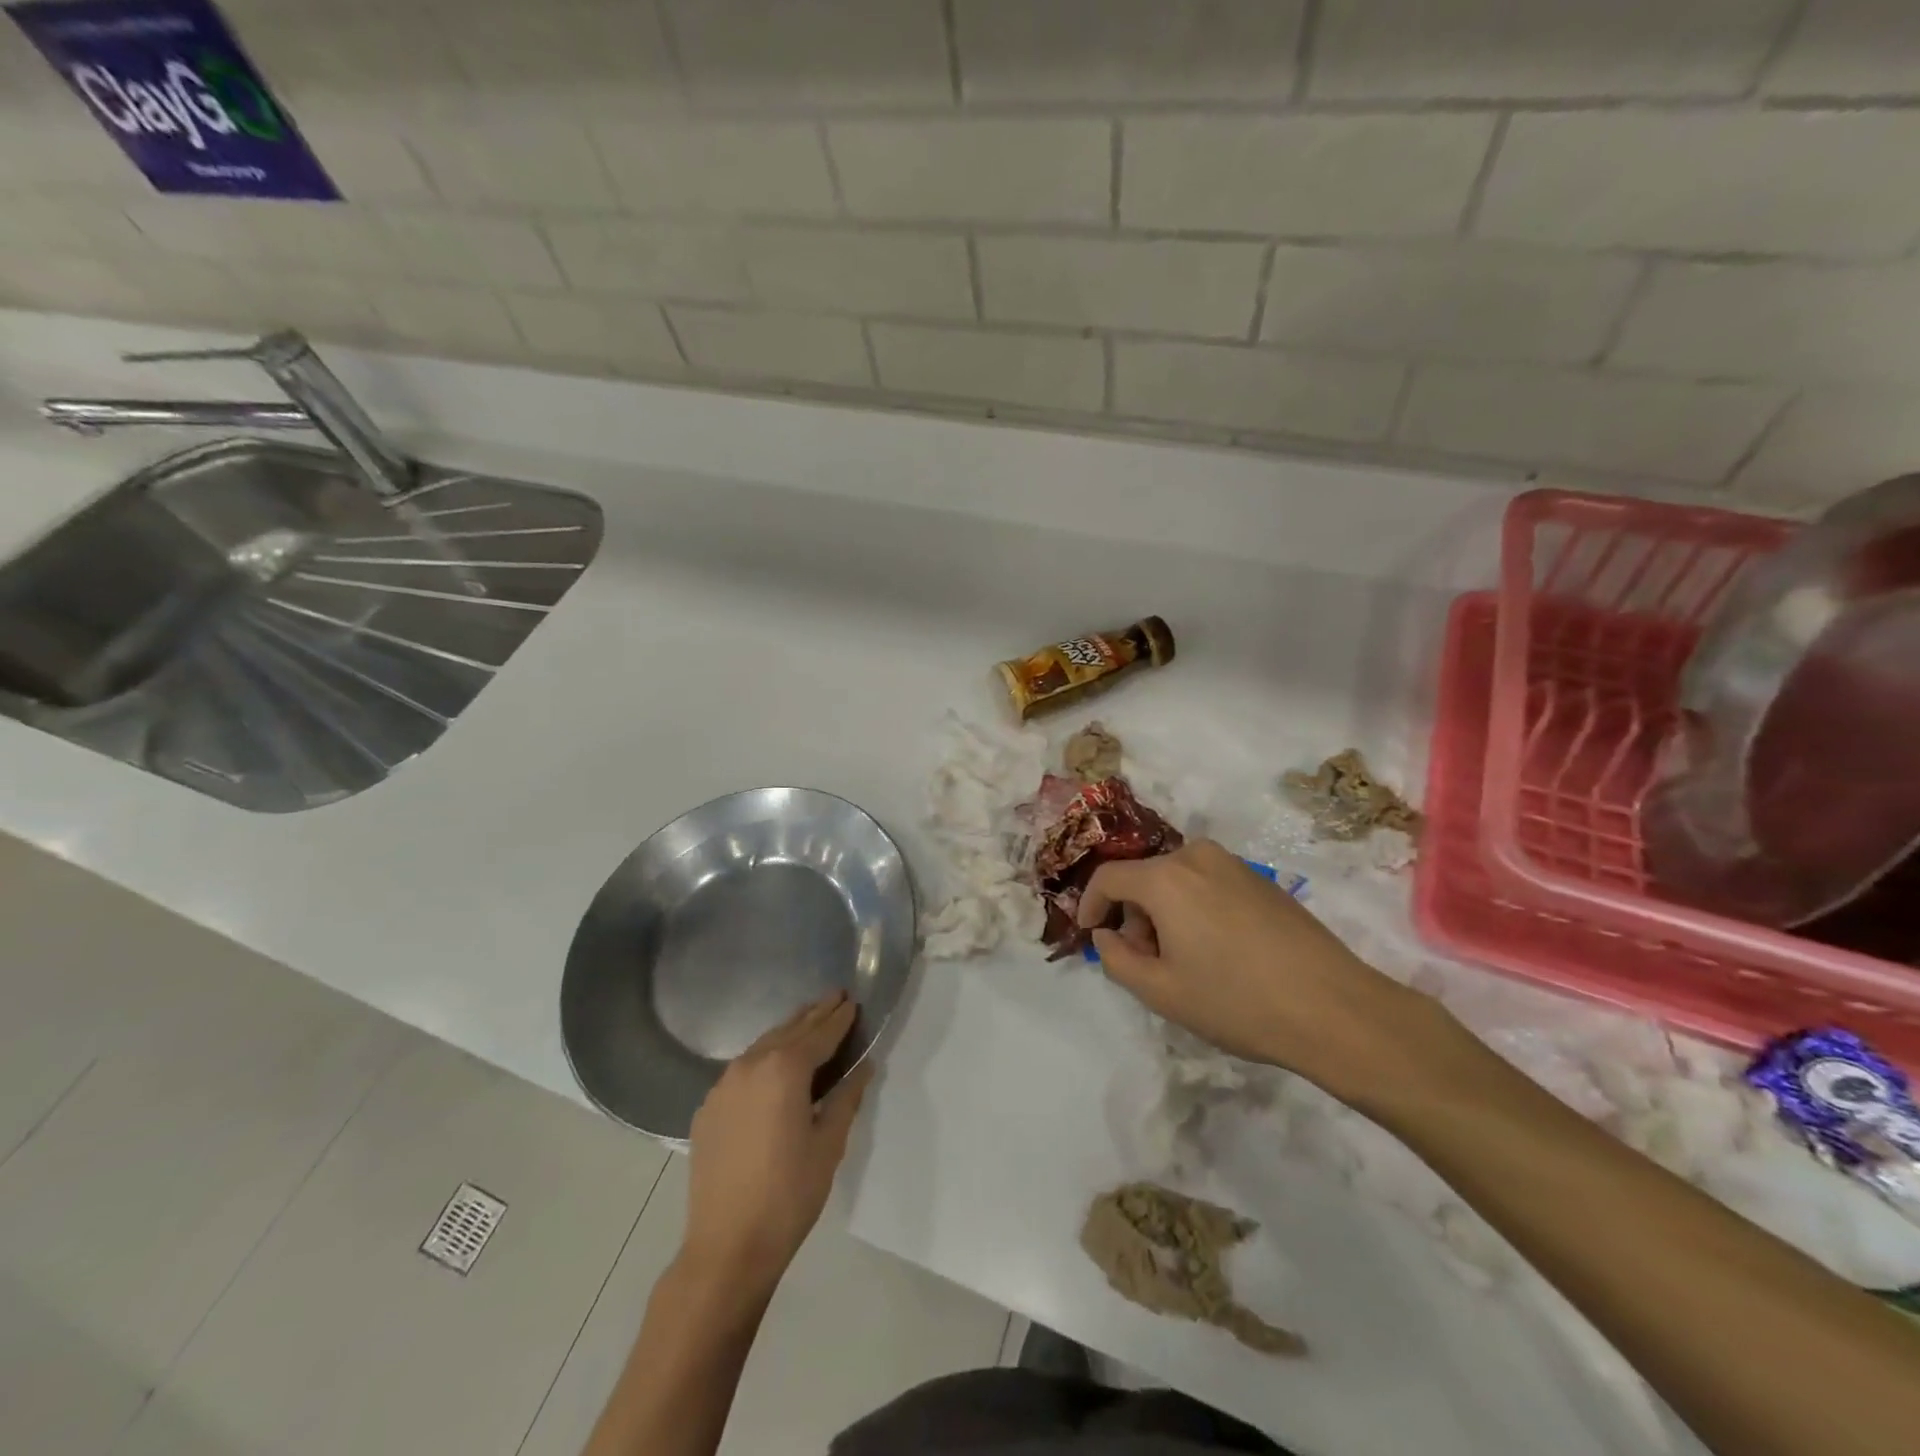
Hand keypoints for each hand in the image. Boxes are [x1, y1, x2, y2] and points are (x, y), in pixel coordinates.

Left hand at [680, 991, 873, 1290]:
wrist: (727, 1247)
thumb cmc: (789, 1195)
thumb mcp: (829, 1145)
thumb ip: (846, 1098)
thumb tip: (863, 1067)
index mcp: (785, 1069)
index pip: (820, 1034)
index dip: (839, 1018)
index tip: (853, 1001)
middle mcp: (751, 1065)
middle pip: (790, 1030)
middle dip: (814, 1014)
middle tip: (835, 997)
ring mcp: (723, 1085)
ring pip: (763, 1045)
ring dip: (788, 1032)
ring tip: (808, 1021)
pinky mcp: (708, 1108)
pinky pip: (742, 1069)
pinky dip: (764, 1057)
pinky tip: (774, 1065)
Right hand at [1078, 839, 1422, 1097]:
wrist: (1335, 1008)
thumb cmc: (1237, 1001)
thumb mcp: (1161, 992)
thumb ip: (1115, 958)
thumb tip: (1107, 933)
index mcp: (1166, 877)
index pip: (1108, 877)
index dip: (1089, 905)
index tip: (1091, 935)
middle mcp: (1197, 856)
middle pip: (1144, 877)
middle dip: (1133, 916)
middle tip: (1144, 961)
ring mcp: (1234, 864)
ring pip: (1177, 881)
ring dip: (1165, 913)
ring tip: (1183, 962)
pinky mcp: (1262, 880)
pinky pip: (1208, 885)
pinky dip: (1195, 909)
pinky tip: (1218, 953)